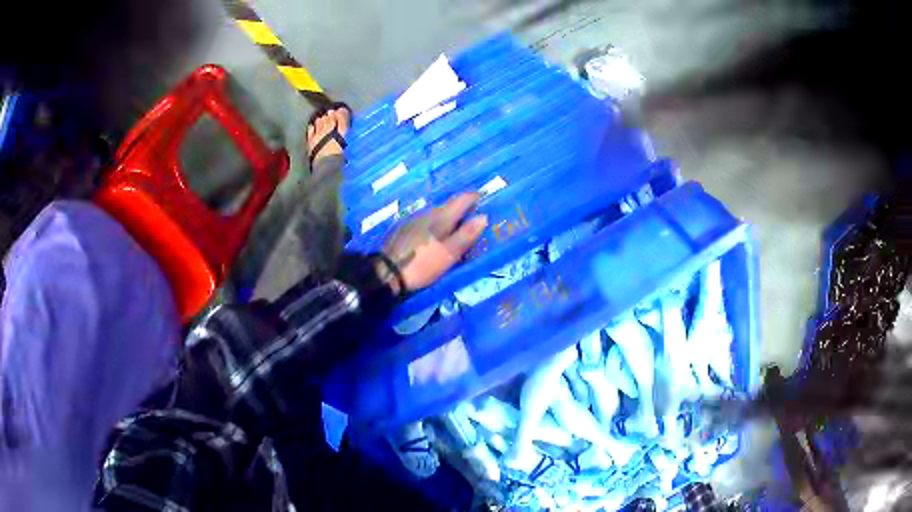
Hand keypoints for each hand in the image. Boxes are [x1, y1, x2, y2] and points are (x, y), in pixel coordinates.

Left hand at [378, 192, 487, 293]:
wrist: (387, 273)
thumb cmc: (422, 263)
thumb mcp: (449, 253)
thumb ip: (466, 235)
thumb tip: (483, 216)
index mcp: (441, 216)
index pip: (462, 199)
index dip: (475, 197)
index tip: (485, 199)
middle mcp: (428, 213)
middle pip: (449, 206)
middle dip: (463, 209)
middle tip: (475, 217)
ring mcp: (414, 220)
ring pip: (437, 215)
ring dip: (449, 218)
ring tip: (458, 229)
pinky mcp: (405, 230)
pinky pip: (427, 222)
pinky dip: (437, 226)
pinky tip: (437, 237)